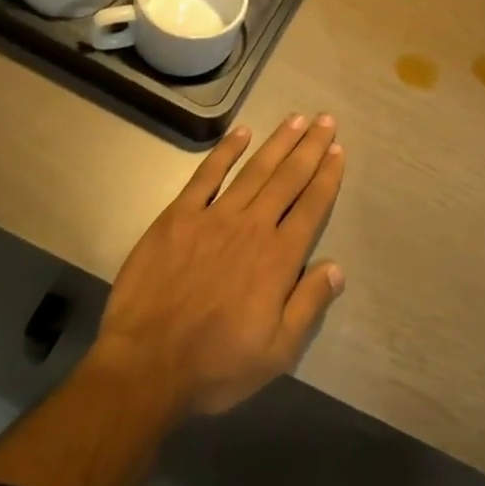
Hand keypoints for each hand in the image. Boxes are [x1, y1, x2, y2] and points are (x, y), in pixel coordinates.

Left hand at [96, 114, 346, 415]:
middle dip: (310, 147)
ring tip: (296, 119)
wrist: (145, 367)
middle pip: (288, 178)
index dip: (327, 176)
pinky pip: (206, 176)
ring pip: (255, 170)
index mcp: (278, 258)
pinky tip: (241, 132)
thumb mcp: (277, 352)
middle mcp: (252, 227)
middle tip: (325, 119)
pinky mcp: (178, 217)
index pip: (311, 206)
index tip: (338, 150)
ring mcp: (214, 217)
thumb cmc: (216, 365)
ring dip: (278, 142)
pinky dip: (225, 151)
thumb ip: (309, 305)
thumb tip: (338, 267)